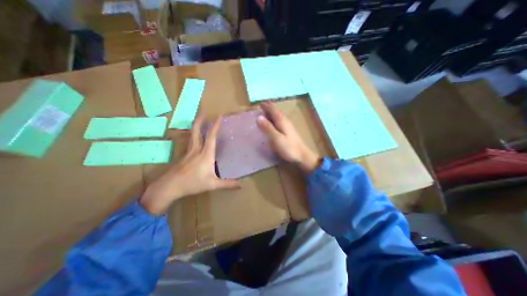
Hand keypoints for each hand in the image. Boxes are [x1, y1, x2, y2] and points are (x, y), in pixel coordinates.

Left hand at [138, 113, 240, 214]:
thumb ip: (228, 184)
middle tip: (203, 111)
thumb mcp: (213, 184)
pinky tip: (193, 138)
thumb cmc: (193, 183)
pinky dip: (192, 135)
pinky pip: (189, 142)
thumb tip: (242, 185)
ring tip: (198, 120)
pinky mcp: (183, 156)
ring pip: (191, 135)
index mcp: (205, 154)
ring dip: (195, 126)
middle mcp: (196, 149)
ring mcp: (188, 152)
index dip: (215, 125)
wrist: (169, 187)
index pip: (211, 136)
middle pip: (197, 131)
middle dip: (200, 119)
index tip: (219, 116)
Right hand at [257, 101, 321, 175]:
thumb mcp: (276, 138)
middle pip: (277, 112)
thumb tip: (259, 117)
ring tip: (266, 112)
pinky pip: (280, 121)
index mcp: (282, 121)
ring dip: (272, 113)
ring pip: (279, 116)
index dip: (266, 106)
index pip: (273, 110)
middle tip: (262, 106)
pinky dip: (275, 119)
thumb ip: (268, 128)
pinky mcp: (289, 132)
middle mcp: (285, 121)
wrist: (302, 156)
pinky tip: (274, 123)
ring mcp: (288, 126)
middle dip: (270, 108)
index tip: (260, 103)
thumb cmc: (289, 148)